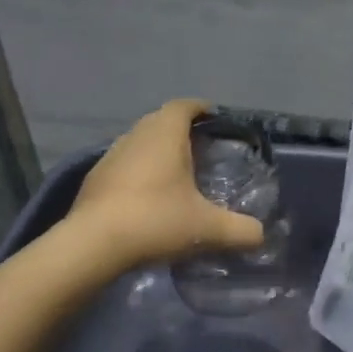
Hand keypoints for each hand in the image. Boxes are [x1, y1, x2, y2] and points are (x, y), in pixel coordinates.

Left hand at [67, 100, 267, 268]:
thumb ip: (241, 230)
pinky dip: (138, 174)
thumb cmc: (155, 220)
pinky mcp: (94, 180)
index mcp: (165, 133)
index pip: (185, 106)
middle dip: (181, 131)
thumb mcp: (208, 229)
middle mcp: (136, 135)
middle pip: (161, 121)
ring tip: (176, 176)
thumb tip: (260, 235)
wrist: (92, 245)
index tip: (215, 119)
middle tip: (202, 151)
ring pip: (139, 144)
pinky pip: (123, 166)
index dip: (201, 109)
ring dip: (157, 153)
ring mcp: (110, 156)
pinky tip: (147, 200)